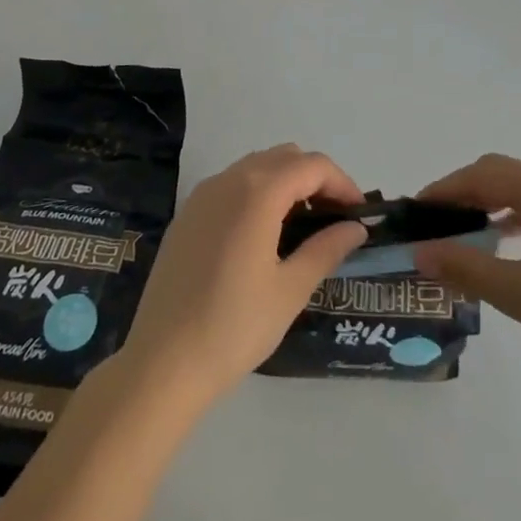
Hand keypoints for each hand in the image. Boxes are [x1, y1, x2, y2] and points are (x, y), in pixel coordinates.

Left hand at [119, 144, 367, 403]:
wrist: (162, 362)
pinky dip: (258, 192)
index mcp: (258, 192)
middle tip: (334, 219)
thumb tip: (355, 228)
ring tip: (303, 227)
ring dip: (287, 183)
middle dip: (316, 179)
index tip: (358, 215)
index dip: (342, 183)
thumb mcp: (290, 290)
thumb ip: (326, 249)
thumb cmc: (234, 327)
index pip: (313, 166)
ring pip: (257, 166)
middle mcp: (229, 179)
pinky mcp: (188, 213)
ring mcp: (203, 193)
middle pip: (285, 157)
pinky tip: (263, 235)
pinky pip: (232, 184)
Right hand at [412, 153, 520, 394]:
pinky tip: (504, 242)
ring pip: (520, 190)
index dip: (444, 190)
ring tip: (462, 231)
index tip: (415, 210)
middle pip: (499, 174)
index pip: (480, 176)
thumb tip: (420, 252)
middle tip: (434, 221)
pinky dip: (512, 216)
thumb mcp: (517, 292)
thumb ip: (465, 266)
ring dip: (488, 203)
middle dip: (463, 192)